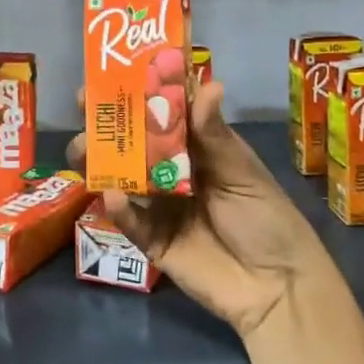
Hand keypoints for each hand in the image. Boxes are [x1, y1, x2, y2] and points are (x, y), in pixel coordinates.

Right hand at [67, 80, 327, 338]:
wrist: (279, 287)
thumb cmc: (267, 218)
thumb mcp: (243, 172)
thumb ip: (215, 135)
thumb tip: (210, 84)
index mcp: (194, 148)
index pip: (159, 114)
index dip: (135, 95)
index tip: (110, 77)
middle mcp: (171, 172)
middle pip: (131, 144)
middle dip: (105, 125)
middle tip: (84, 108)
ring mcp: (159, 207)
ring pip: (120, 179)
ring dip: (99, 162)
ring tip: (84, 151)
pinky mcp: (152, 242)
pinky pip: (129, 222)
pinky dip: (118, 209)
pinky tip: (112, 195)